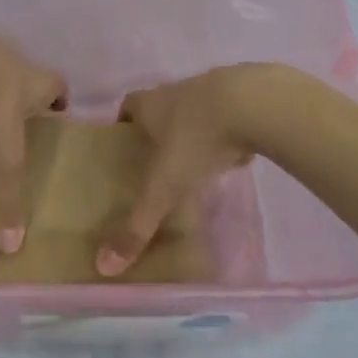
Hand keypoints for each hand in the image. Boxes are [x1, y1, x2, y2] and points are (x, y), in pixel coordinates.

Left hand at [0, 10, 66, 253]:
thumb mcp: (1, 154)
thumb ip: (6, 197)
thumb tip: (11, 248)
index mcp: (35, 82)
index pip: (58, 87)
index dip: (59, 100)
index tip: (56, 115)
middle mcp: (12, 60)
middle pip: (24, 74)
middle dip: (20, 94)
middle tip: (12, 120)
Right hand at [99, 65, 277, 276]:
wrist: (255, 104)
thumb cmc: (196, 139)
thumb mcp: (163, 187)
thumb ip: (137, 225)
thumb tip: (103, 266)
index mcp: (151, 104)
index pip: (128, 106)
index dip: (123, 124)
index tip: (122, 146)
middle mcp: (177, 92)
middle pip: (161, 107)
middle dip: (157, 131)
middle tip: (155, 163)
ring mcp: (213, 91)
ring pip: (195, 111)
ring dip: (193, 132)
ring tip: (193, 165)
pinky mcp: (245, 98)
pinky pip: (228, 117)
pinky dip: (226, 135)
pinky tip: (231, 157)